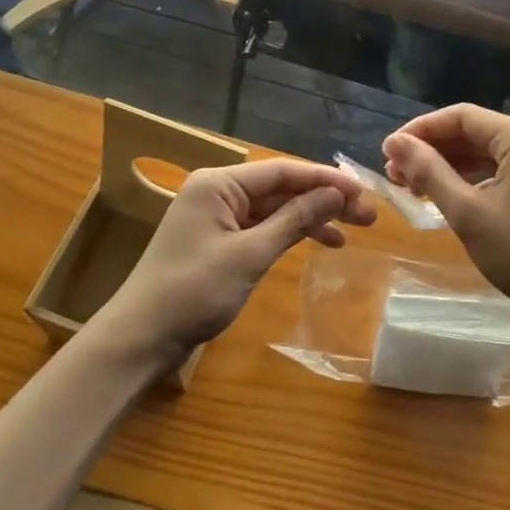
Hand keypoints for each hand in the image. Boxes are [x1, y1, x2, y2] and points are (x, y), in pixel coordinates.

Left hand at [92, 159, 375, 367]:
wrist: (141, 338)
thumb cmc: (193, 291)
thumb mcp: (250, 254)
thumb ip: (294, 220)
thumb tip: (335, 194)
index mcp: (219, 183)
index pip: (282, 170)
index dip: (326, 179)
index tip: (363, 192)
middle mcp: (218, 191)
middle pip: (281, 188)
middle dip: (323, 199)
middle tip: (368, 215)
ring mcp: (217, 216)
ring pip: (275, 208)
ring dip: (311, 217)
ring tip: (353, 231)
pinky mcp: (219, 241)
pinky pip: (262, 227)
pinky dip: (290, 234)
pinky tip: (320, 243)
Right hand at [383, 105, 509, 336]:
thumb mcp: (467, 212)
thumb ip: (429, 172)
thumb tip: (395, 143)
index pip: (460, 116)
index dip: (420, 130)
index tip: (387, 151)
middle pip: (473, 131)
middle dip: (432, 149)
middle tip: (395, 174)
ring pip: (486, 152)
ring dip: (449, 165)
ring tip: (413, 187)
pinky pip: (501, 169)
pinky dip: (472, 179)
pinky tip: (447, 196)